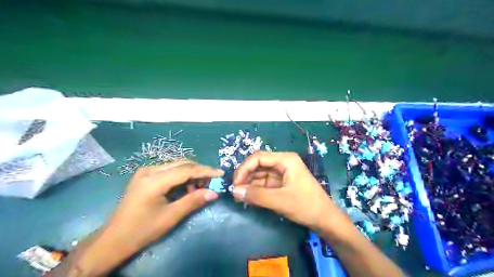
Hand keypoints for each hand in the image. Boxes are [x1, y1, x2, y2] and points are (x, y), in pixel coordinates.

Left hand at [109, 159, 224, 249]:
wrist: (114, 239)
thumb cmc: (143, 230)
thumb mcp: (171, 217)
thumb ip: (193, 201)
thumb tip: (214, 192)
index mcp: (154, 180)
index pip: (186, 170)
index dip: (205, 171)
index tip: (221, 173)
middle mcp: (149, 170)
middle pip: (182, 164)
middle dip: (199, 171)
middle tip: (211, 182)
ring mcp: (146, 171)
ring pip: (176, 165)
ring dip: (190, 174)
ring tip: (199, 188)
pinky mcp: (145, 175)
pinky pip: (169, 170)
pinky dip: (181, 176)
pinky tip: (185, 188)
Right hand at [232, 151, 335, 228]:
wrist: (325, 219)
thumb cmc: (306, 206)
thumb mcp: (280, 201)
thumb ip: (256, 195)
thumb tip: (234, 191)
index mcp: (285, 159)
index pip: (258, 158)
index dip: (244, 169)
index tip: (235, 184)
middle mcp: (283, 163)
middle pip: (258, 165)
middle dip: (246, 177)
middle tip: (235, 192)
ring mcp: (282, 173)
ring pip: (260, 174)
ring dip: (249, 184)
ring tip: (239, 197)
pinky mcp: (282, 183)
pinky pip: (265, 183)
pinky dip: (256, 190)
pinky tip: (248, 198)